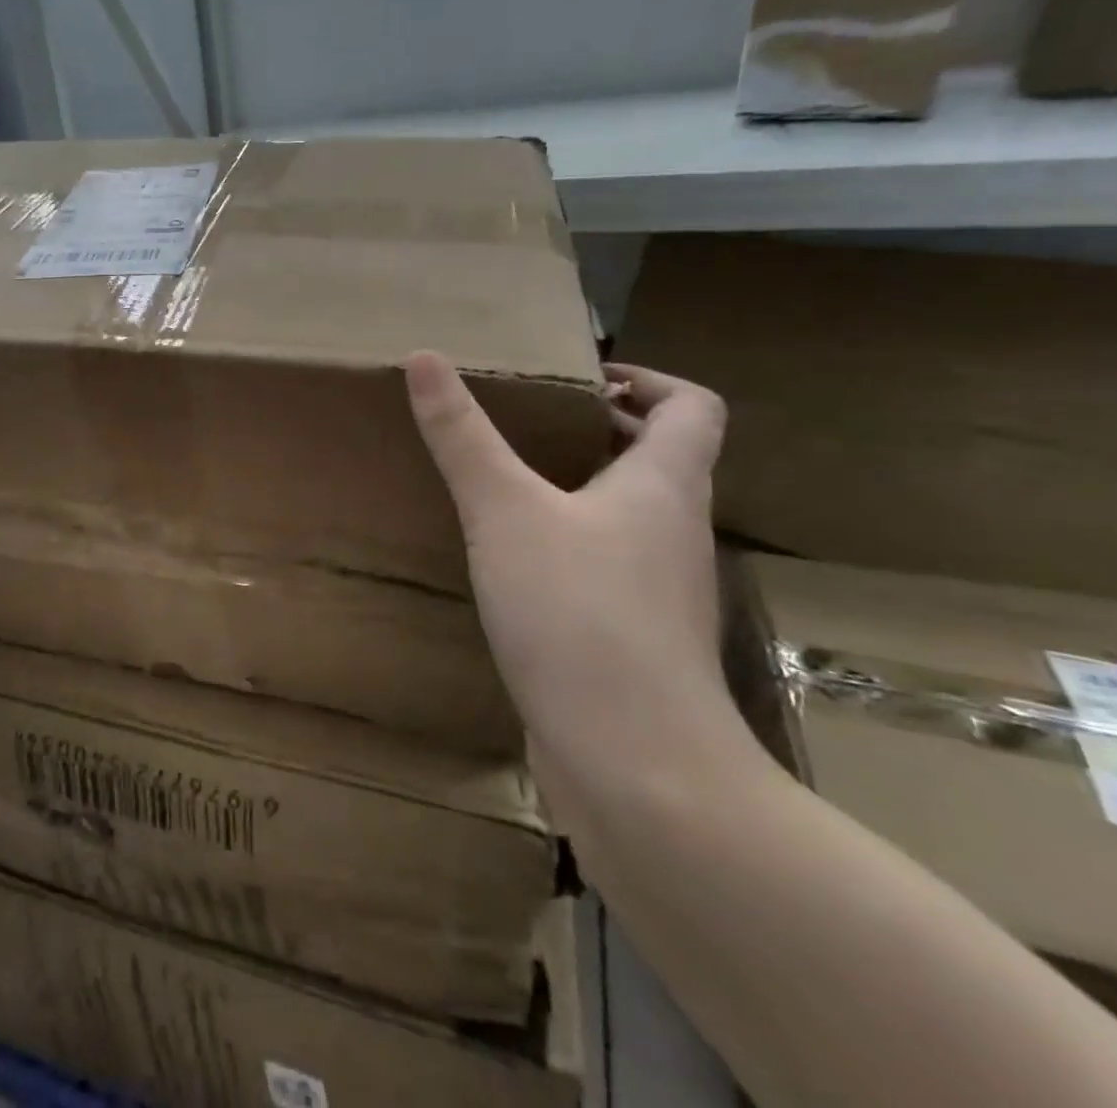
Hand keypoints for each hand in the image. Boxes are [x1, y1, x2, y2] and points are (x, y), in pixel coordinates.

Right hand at [406, 353, 741, 788]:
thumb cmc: (577, 612)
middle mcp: (675, 533)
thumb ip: (462, 436)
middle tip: (529, 425)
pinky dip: (571, 548)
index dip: (648, 380)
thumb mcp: (504, 510)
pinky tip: (515, 567)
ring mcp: (660, 593)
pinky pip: (608, 570)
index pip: (692, 407)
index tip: (583, 379)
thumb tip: (424, 357)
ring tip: (512, 488)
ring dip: (584, 492)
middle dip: (602, 432)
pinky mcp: (636, 641)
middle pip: (663, 461)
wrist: (634, 761)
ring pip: (632, 519)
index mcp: (664, 486)